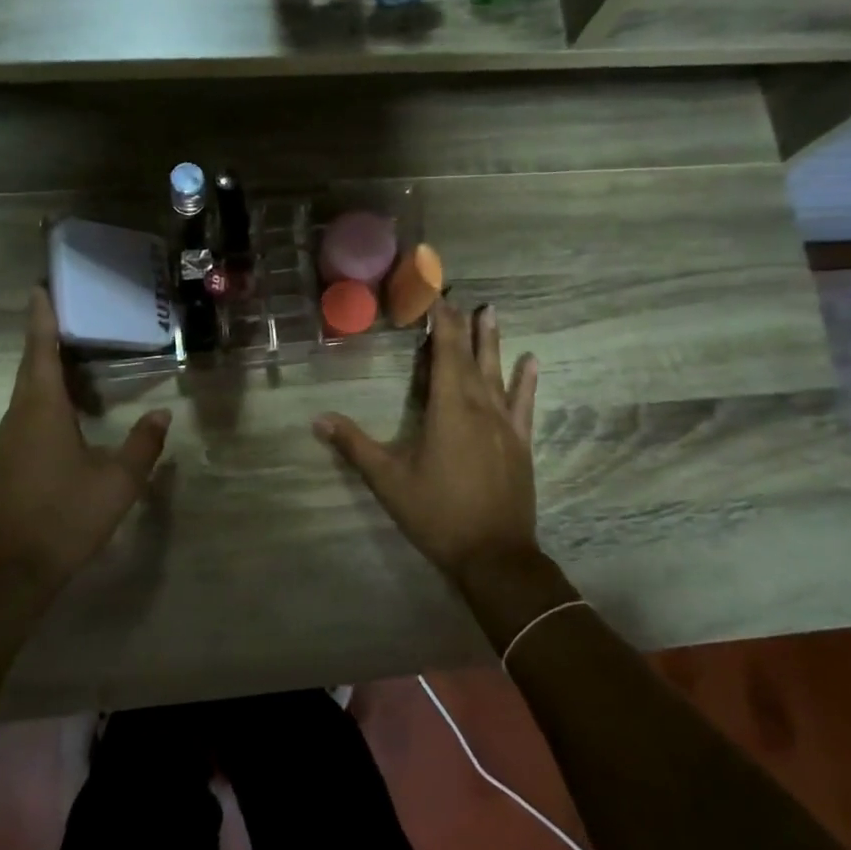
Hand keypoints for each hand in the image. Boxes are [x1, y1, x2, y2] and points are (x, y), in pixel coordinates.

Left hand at [0, 288, 171, 594]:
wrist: (13, 570)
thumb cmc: (67, 516)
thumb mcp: (118, 481)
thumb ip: (143, 443)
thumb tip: (161, 413)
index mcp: (41, 410)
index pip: (40, 351)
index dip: (41, 318)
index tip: (40, 286)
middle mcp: (17, 417)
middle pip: (30, 367)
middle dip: (45, 337)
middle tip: (67, 313)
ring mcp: (6, 441)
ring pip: (26, 393)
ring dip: (45, 369)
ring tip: (72, 355)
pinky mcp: (5, 462)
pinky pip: (25, 415)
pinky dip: (43, 398)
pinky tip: (64, 410)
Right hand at [314, 302, 539, 581]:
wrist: (494, 555)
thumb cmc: (437, 514)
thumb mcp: (388, 480)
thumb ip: (355, 446)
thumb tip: (318, 419)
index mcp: (447, 409)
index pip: (444, 353)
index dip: (440, 322)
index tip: (435, 295)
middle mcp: (479, 407)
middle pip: (469, 357)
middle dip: (461, 325)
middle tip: (458, 295)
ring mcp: (504, 424)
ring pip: (498, 373)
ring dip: (492, 342)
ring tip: (491, 312)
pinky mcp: (520, 443)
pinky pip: (524, 403)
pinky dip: (527, 380)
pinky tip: (532, 360)